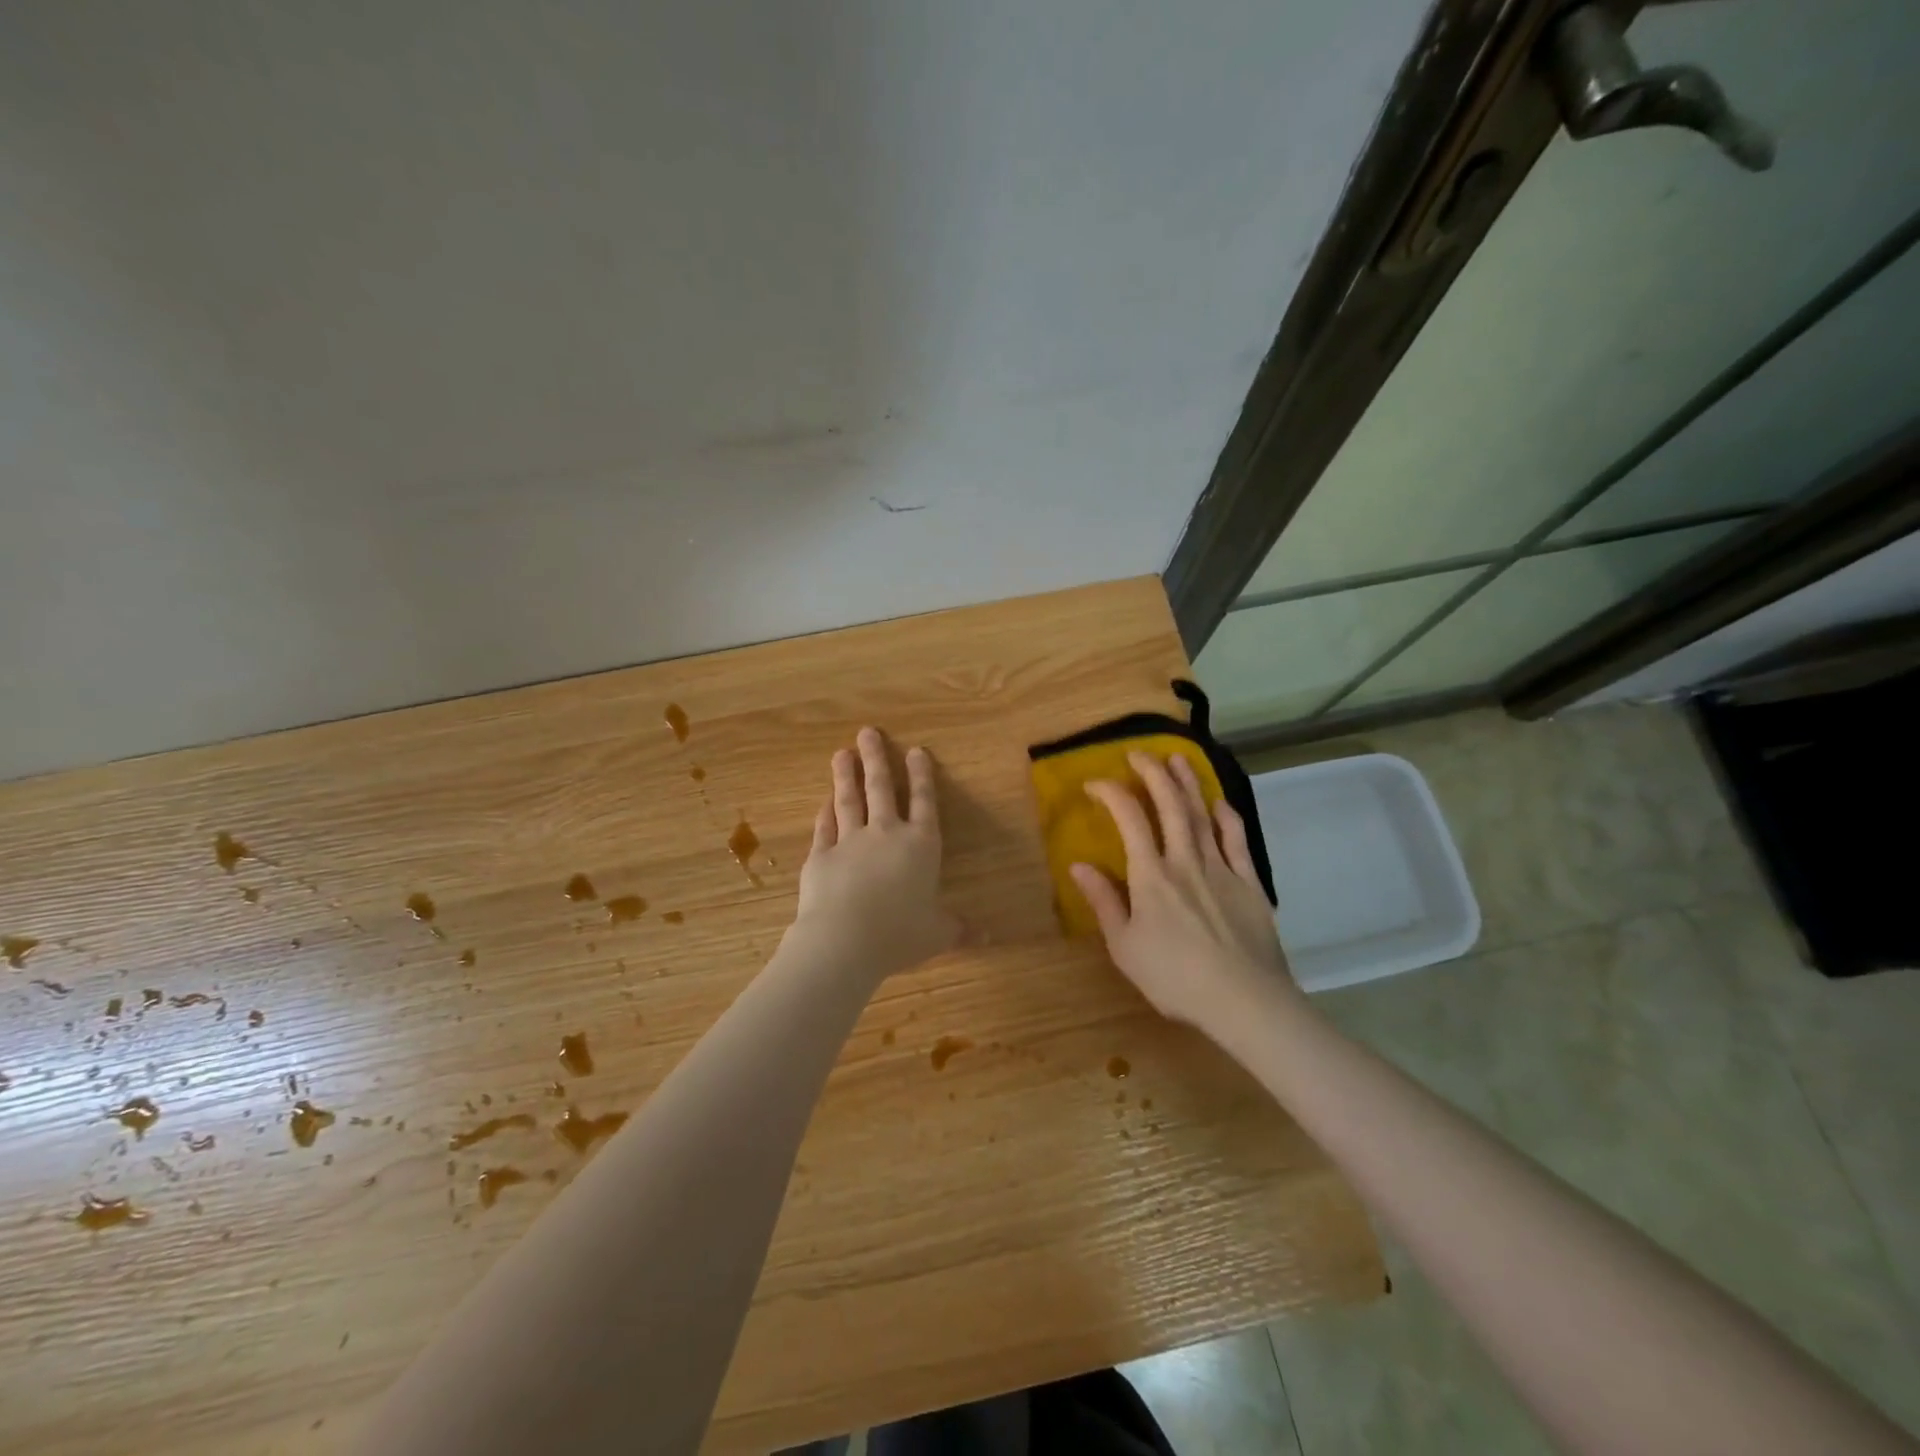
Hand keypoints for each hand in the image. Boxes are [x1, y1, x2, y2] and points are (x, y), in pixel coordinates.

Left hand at [791, 727, 958, 978]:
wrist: (845, 940)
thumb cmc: (900, 934)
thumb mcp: (938, 934)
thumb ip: (959, 930)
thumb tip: (989, 939)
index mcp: (921, 845)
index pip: (924, 802)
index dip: (922, 776)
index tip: (916, 750)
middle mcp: (886, 834)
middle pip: (881, 789)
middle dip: (876, 758)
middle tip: (867, 732)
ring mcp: (850, 841)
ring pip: (849, 800)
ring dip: (846, 775)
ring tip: (842, 752)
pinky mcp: (821, 855)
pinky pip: (824, 827)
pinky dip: (824, 812)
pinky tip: (824, 800)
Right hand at [1070, 752, 1300, 1039]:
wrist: (1244, 1000)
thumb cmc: (1174, 977)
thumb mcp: (1125, 947)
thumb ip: (1103, 902)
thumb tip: (1078, 865)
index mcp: (1151, 875)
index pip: (1129, 819)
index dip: (1111, 793)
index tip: (1095, 783)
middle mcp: (1185, 861)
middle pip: (1170, 806)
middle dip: (1153, 774)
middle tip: (1140, 753)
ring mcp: (1221, 869)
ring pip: (1202, 815)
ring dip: (1188, 784)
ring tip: (1178, 759)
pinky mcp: (1250, 883)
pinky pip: (1238, 841)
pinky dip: (1228, 818)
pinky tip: (1220, 803)